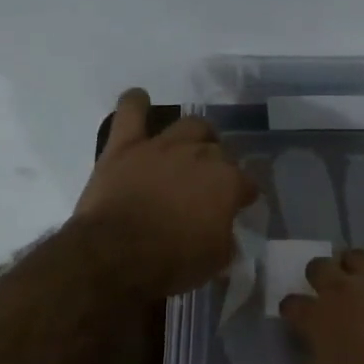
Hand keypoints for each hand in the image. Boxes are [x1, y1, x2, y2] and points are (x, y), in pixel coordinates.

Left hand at [74, 88, 258, 298]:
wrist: (116, 255)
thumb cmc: (172, 262)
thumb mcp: (215, 261)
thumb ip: (225, 238)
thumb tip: (224, 232)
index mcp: (227, 183)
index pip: (247, 183)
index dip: (245, 195)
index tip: (241, 204)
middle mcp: (200, 155)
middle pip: (218, 152)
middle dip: (219, 165)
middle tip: (208, 183)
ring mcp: (161, 146)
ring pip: (188, 125)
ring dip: (194, 133)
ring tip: (191, 144)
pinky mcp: (125, 145)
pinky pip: (130, 111)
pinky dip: (136, 103)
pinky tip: (140, 100)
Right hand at [280, 219, 363, 363]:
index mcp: (317, 320)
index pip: (292, 305)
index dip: (293, 309)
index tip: (296, 316)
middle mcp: (340, 289)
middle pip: (319, 269)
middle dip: (319, 276)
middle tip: (328, 288)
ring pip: (355, 255)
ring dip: (351, 262)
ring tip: (353, 268)